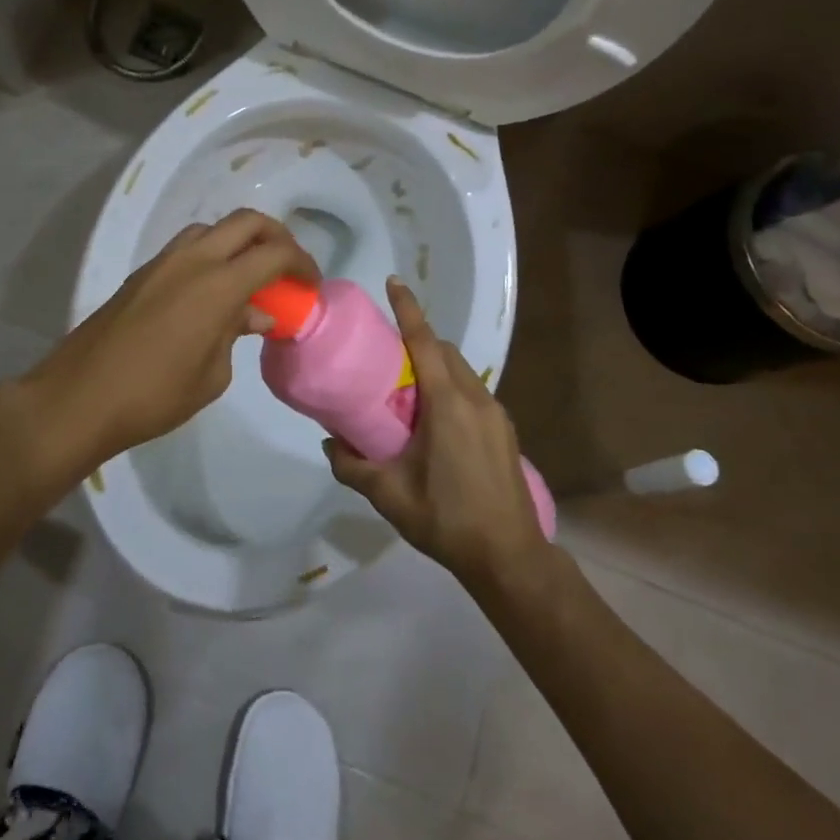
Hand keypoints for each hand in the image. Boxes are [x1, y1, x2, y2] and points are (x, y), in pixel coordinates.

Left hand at [20, 209, 319, 464]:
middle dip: (276, 236)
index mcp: (217, 284)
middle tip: (287, 266)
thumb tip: (256, 315)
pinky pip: (187, 248)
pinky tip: (211, 292)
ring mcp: (162, 263)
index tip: (311, 284)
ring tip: (249, 277)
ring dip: (239, 242)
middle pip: (246, 222)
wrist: (78, 398)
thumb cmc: (154, 395)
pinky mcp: (141, 274)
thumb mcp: (212, 375)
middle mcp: (192, 260)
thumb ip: (236, 334)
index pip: (274, 253)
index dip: (302, 263)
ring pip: (212, 229)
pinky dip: (211, 256)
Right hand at [324, 278, 548, 590]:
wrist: (509, 557)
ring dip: (436, 367)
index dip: (408, 310)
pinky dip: (451, 388)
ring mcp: (496, 414)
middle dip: (419, 341)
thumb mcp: (390, 495)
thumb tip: (329, 443)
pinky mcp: (504, 431)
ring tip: (408, 391)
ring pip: (462, 371)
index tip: (394, 282)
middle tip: (388, 355)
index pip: (425, 343)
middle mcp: (475, 399)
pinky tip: (436, 423)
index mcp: (448, 405)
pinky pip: (473, 392)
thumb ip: (353, 466)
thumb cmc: (447, 519)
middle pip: (445, 351)